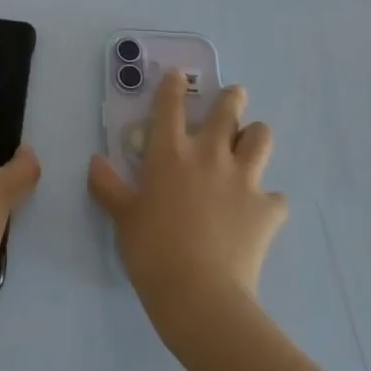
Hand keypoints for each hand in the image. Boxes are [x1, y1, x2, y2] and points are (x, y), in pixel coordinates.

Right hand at [88, 70, 287, 341]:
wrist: (200, 295)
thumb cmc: (152, 251)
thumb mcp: (122, 217)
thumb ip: (108, 186)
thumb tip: (95, 161)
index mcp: (170, 152)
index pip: (170, 104)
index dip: (173, 85)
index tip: (177, 75)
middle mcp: (209, 154)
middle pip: (228, 109)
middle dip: (232, 98)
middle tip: (234, 96)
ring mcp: (242, 179)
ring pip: (261, 138)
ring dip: (256, 137)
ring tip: (250, 144)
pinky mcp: (267, 208)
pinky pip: (275, 197)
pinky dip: (268, 201)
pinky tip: (260, 212)